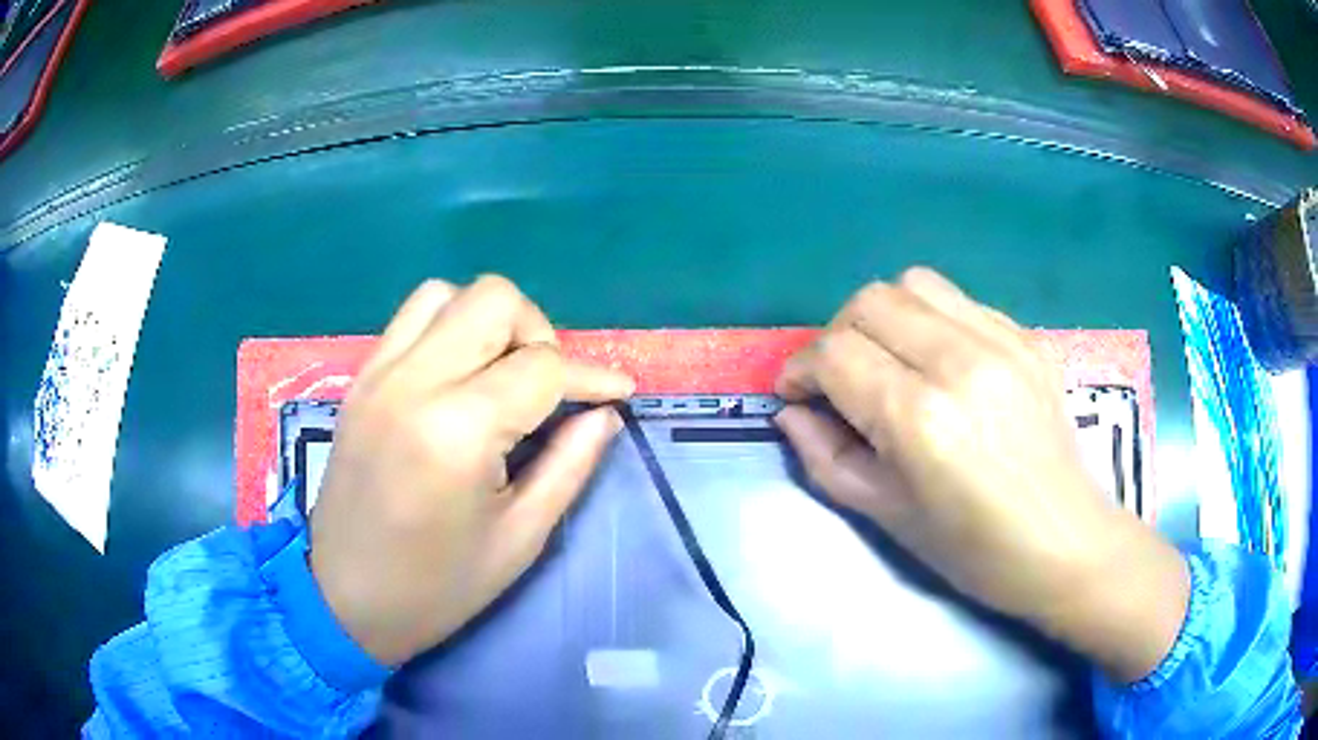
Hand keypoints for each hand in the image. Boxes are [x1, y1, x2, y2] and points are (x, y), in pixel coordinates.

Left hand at [309, 276, 633, 665]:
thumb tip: (605, 414)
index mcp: (458, 430)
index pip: (543, 366)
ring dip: (489, 322)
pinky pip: (411, 319)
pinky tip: (458, 379)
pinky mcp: (360, 380)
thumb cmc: (436, 587)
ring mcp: (378, 373)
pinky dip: (447, 328)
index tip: (619, 393)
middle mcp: (413, 381)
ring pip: (447, 294)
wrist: (343, 599)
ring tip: (501, 376)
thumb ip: (570, 464)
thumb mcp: (519, 538)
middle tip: (548, 388)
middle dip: (539, 335)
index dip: (591, 377)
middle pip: (494, 300)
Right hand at [775, 267, 1187, 682]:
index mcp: (920, 418)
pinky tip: (938, 361)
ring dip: (882, 316)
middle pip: (869, 302)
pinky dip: (930, 320)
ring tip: (887, 359)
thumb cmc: (973, 549)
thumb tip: (792, 412)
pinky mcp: (1026, 337)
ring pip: (913, 284)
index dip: (800, 370)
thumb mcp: (886, 516)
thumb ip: (826, 458)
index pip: (835, 354)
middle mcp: (959, 362)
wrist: (1064, 542)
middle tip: (839, 378)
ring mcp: (1001, 341)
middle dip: (836, 335)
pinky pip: (959, 301)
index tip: (796, 394)